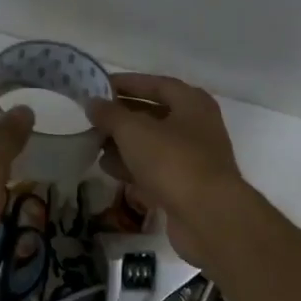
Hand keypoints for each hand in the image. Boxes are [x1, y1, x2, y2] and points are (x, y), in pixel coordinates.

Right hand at [87, 73, 248, 262]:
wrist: (208, 216)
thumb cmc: (173, 161)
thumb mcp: (134, 131)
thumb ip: (111, 114)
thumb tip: (93, 102)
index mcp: (192, 103)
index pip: (157, 84)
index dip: (128, 83)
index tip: (99, 86)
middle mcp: (197, 127)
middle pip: (155, 115)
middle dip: (123, 117)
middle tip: (93, 118)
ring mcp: (193, 159)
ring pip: (153, 145)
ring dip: (124, 144)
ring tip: (94, 144)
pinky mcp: (185, 187)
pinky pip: (155, 170)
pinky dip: (133, 167)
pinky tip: (109, 169)